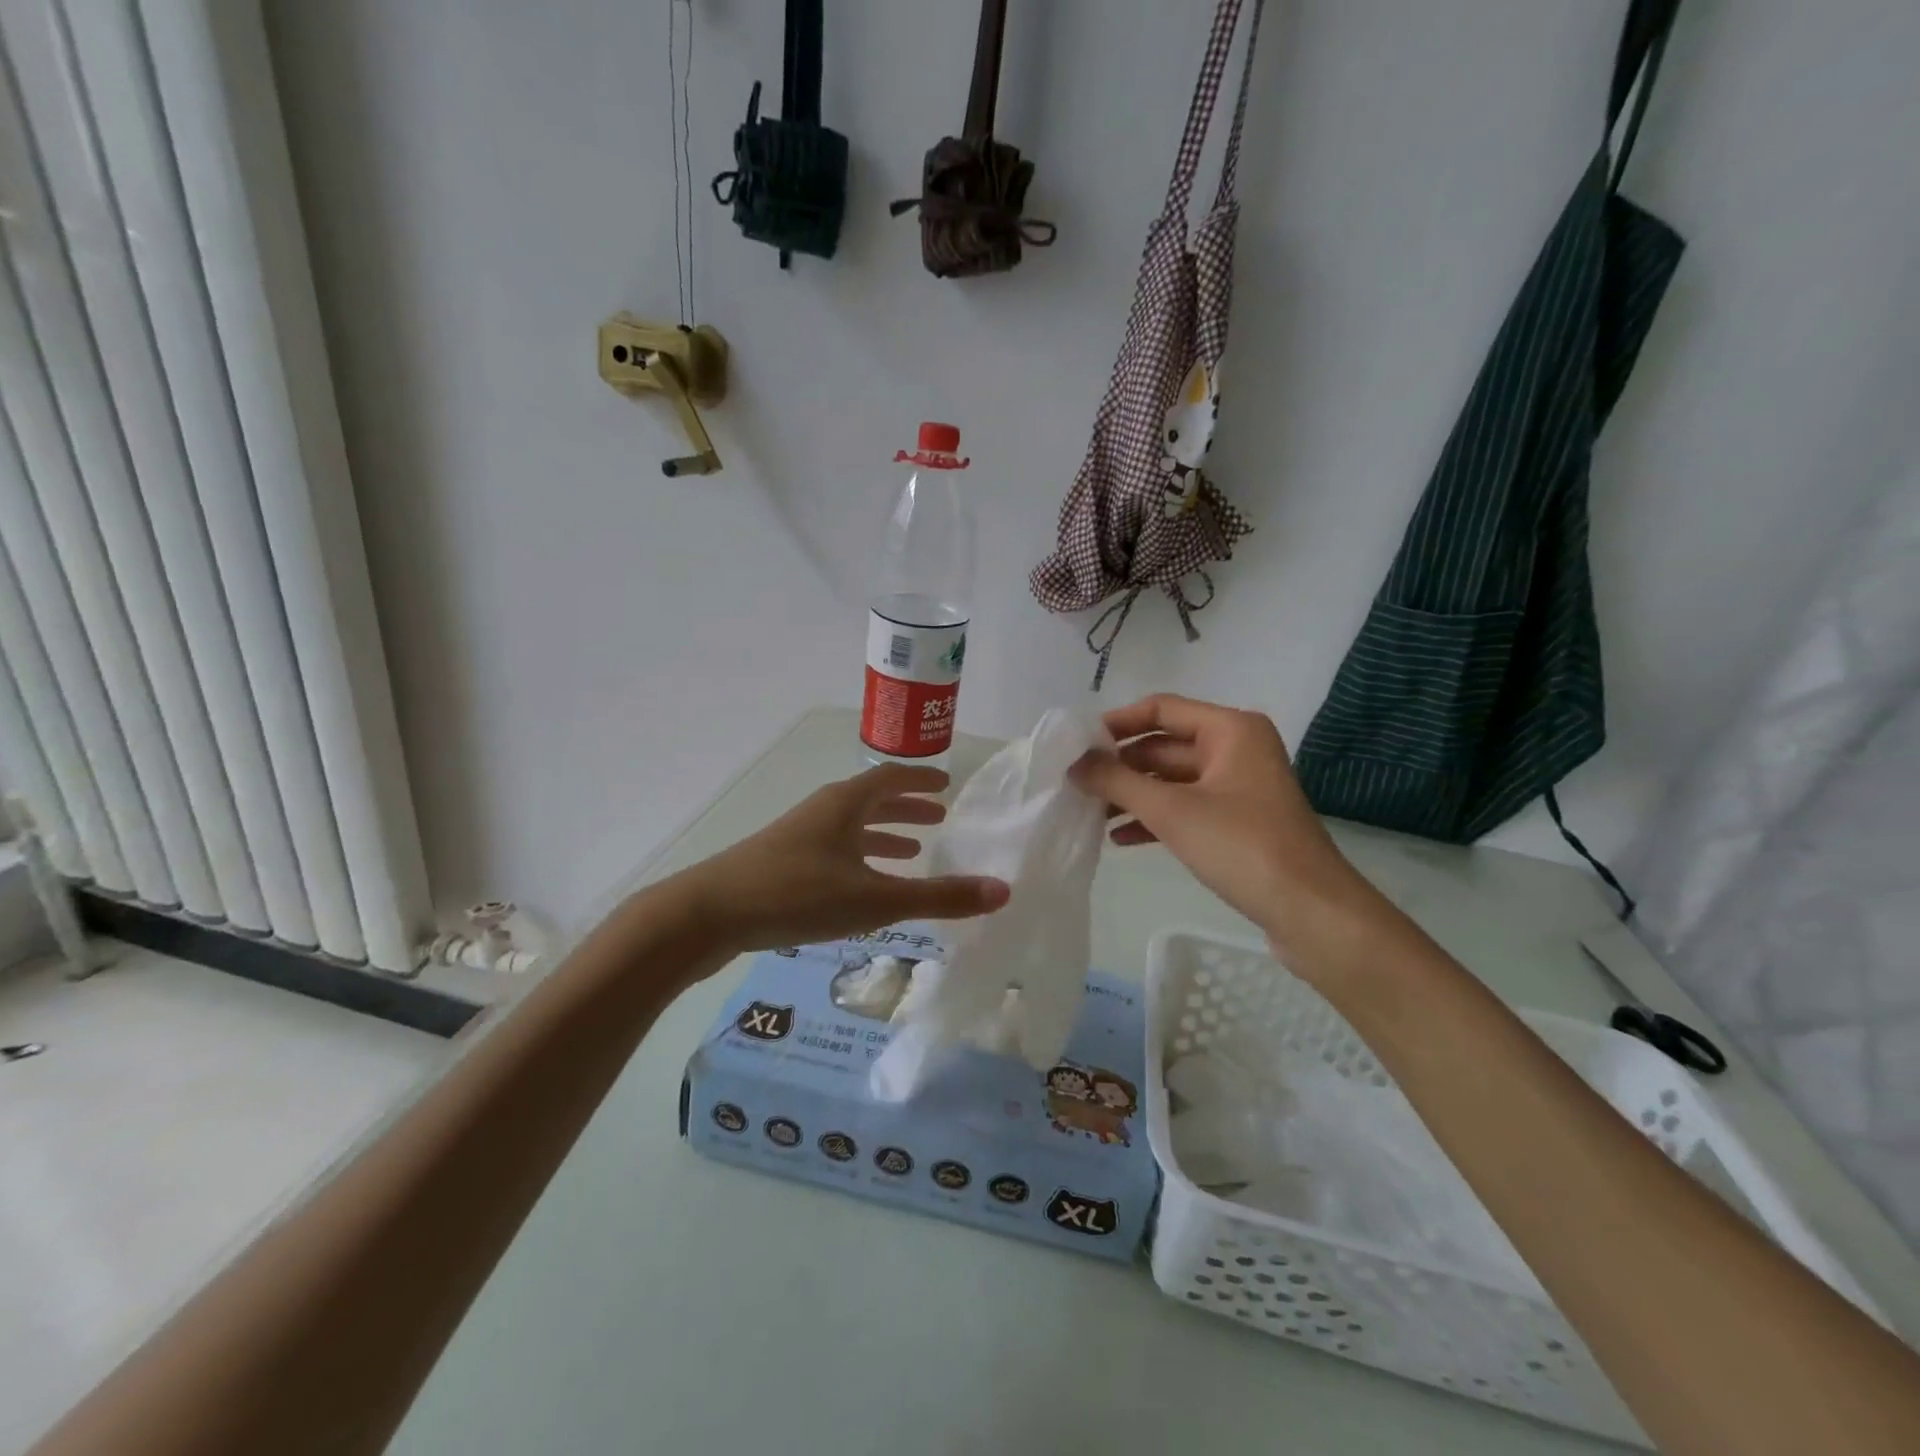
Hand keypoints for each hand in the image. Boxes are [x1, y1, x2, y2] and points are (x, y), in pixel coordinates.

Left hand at [673, 763, 1008, 955]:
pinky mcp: (781, 864)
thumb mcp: (875, 900)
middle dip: (907, 808)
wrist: (709, 913)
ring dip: (883, 835)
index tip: (948, 783)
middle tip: (939, 816)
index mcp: (846, 803)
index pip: (892, 778)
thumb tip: (1004, 890)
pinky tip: (861, 886)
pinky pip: (834, 851)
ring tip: (911, 852)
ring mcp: (798, 837)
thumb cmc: (798, 894)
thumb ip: (939, 897)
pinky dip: (858, 860)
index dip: (922, 780)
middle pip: (872, 800)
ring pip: (851, 828)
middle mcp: (823, 811)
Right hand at [1070, 694, 1375, 959]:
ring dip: (1132, 795)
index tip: (1077, 745)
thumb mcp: (1171, 811)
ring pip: (1171, 780)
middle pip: (1164, 746)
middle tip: (1076, 784)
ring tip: (1090, 814)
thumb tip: (1073, 763)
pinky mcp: (1237, 821)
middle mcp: (1236, 749)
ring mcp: (1237, 787)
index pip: (1161, 709)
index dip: (1117, 724)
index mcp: (1230, 730)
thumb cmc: (1242, 847)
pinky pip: (1185, 808)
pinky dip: (1153, 819)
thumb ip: (1117, 782)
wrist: (1310, 912)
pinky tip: (1119, 839)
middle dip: (1120, 766)